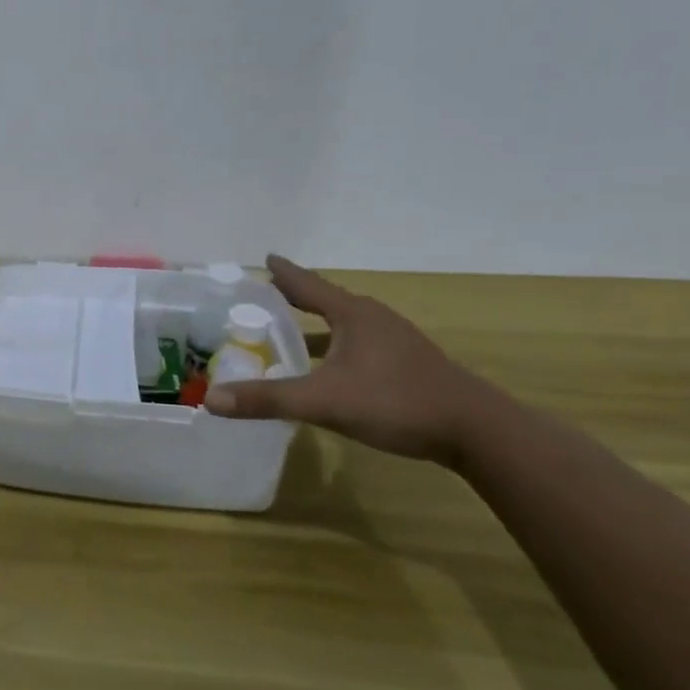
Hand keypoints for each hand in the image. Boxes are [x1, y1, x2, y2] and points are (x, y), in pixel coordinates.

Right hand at [204, 255, 501, 466]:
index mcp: (352, 314)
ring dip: (315, 328)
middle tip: (266, 297)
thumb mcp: (324, 401)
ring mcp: (395, 342)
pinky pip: (358, 346)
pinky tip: (326, 371)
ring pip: (344, 326)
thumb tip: (211, 400)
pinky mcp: (407, 365)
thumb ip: (268, 399)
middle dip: (295, 299)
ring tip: (289, 334)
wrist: (478, 432)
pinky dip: (334, 349)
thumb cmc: (396, 402)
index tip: (266, 257)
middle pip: (326, 301)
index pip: (308, 284)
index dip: (284, 273)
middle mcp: (373, 319)